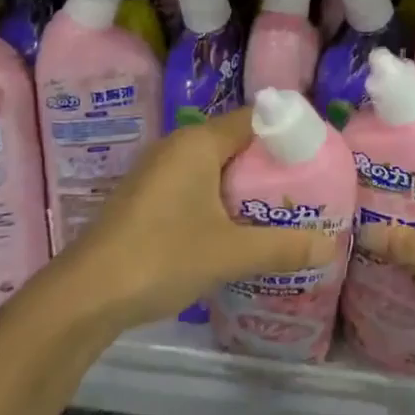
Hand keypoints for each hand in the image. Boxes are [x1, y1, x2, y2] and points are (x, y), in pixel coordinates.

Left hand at [59, 108, 339, 331]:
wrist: (82, 297)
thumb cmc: (160, 257)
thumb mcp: (229, 254)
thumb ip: (281, 247)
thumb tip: (331, 247)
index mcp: (198, 143)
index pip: (256, 118)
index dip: (290, 132)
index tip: (319, 155)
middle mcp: (178, 146)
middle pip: (238, 141)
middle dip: (272, 163)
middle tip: (306, 187)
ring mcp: (158, 172)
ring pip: (216, 166)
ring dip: (246, 184)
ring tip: (280, 209)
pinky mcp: (147, 198)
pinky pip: (197, 185)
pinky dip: (222, 199)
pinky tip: (237, 229)